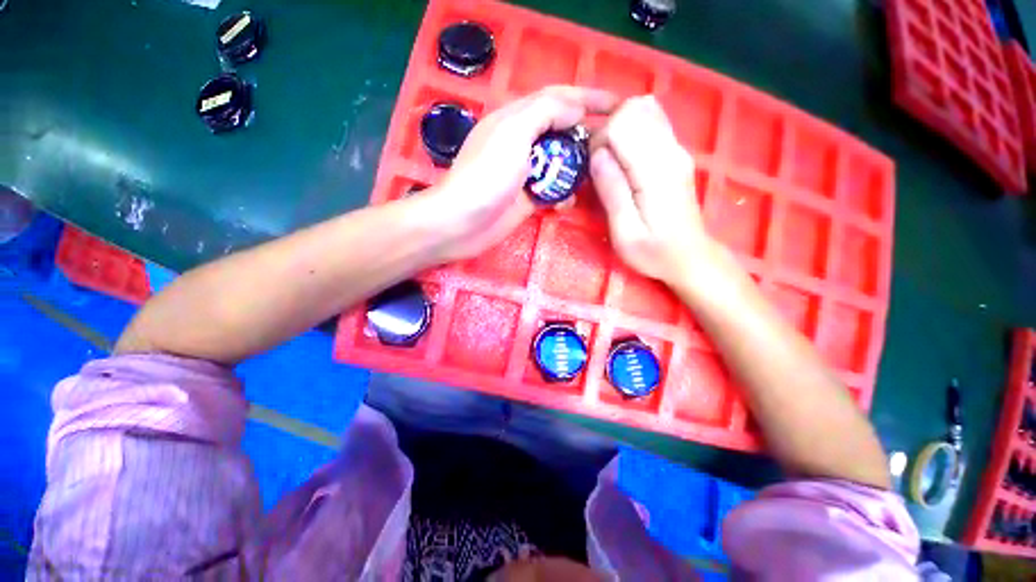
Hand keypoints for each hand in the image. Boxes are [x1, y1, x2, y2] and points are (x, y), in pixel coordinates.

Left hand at [421, 86, 616, 261]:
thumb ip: (546, 112)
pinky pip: (552, 191)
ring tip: (596, 175)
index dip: (588, 97)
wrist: (463, 222)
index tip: (620, 104)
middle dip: (587, 135)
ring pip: (560, 164)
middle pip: (562, 131)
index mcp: (517, 119)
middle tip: (614, 144)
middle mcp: (522, 143)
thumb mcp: (514, 132)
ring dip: (577, 169)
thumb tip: (577, 109)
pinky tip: (567, 202)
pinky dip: (563, 195)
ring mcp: (525, 173)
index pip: (558, 98)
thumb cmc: (486, 175)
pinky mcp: (527, 199)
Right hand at [590, 95, 717, 286]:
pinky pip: (652, 121)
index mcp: (656, 171)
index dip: (599, 139)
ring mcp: (676, 148)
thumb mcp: (625, 232)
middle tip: (598, 164)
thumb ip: (612, 192)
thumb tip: (596, 155)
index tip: (592, 168)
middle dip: (607, 130)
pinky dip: (631, 129)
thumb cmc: (654, 252)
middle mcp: (670, 150)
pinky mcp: (675, 153)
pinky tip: (622, 155)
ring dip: (618, 127)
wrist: (690, 257)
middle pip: (634, 108)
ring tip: (608, 159)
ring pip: (644, 109)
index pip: (623, 123)